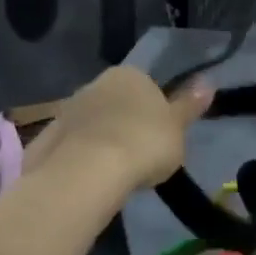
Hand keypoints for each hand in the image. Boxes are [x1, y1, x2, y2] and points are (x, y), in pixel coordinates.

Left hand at [22, 66, 212, 190]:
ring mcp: (68, 109)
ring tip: (115, 173)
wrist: (87, 171)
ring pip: (93, 123)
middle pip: (117, 103)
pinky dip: (81, 157)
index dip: (155, 112)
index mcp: (130, 75)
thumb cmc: (144, 144)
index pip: (147, 86)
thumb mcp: (177, 128)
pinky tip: (90, 179)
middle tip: (140, 156)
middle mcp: (96, 84)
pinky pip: (72, 145)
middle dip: (126, 124)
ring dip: (103, 140)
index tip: (160, 137)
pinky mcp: (47, 137)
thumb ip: (189, 106)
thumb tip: (208, 82)